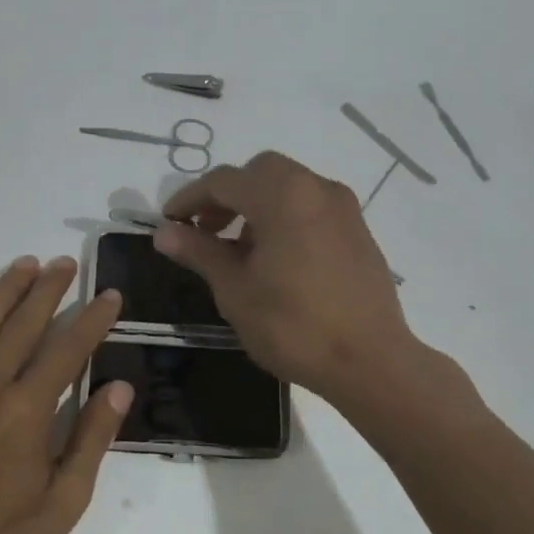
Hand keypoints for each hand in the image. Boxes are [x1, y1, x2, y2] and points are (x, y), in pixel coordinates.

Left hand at [0, 255, 130, 533]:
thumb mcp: (64, 500)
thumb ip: (91, 439)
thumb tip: (118, 387)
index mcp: (28, 409)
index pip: (68, 350)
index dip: (92, 320)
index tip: (109, 296)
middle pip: (23, 324)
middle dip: (48, 290)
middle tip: (64, 263)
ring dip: (3, 291)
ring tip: (23, 264)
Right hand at [155, 151, 425, 403]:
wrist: (370, 361)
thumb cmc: (293, 326)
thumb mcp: (235, 290)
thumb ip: (199, 252)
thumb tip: (164, 232)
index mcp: (282, 195)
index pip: (223, 181)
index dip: (189, 199)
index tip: (169, 223)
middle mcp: (316, 188)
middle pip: (260, 173)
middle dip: (226, 195)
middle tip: (206, 230)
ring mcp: (343, 208)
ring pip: (288, 186)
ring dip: (256, 205)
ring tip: (239, 249)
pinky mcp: (359, 230)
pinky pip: (311, 206)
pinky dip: (285, 216)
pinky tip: (276, 258)